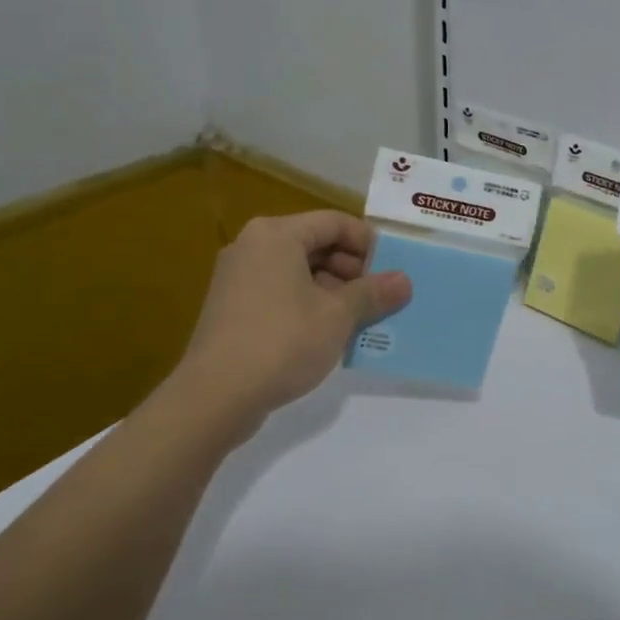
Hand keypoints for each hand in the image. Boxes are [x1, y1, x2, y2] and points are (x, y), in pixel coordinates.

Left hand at [175, 211, 410, 420]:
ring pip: (300, 271)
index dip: (369, 243)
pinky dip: (310, 305)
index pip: (335, 222)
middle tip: (381, 298)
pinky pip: (282, 293)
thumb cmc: (282, 342)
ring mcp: (239, 278)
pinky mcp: (233, 308)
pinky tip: (331, 334)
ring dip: (335, 291)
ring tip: (362, 320)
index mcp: (277, 235)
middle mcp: (253, 246)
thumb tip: (404, 281)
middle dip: (354, 270)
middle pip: (316, 244)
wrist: (215, 396)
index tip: (393, 271)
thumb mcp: (338, 316)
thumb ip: (373, 293)